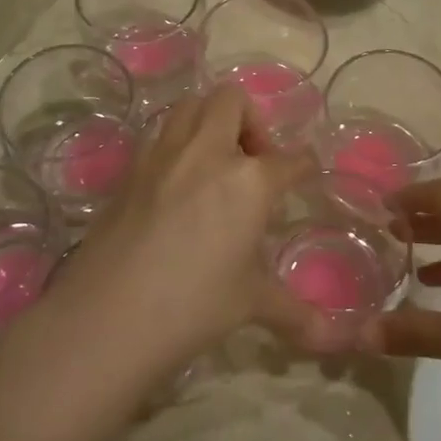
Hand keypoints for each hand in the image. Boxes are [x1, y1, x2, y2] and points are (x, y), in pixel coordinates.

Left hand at [45, 86, 316, 378]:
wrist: (108, 314)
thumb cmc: (193, 305)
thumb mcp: (250, 304)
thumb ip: (294, 313)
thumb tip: (332, 339)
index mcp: (248, 180)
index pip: (289, 160)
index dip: (303, 166)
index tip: (305, 173)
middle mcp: (206, 153)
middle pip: (231, 101)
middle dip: (250, 121)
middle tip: (252, 163)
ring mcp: (162, 156)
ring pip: (189, 106)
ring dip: (209, 123)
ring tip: (214, 167)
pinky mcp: (129, 170)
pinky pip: (158, 136)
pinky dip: (176, 145)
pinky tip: (177, 187)